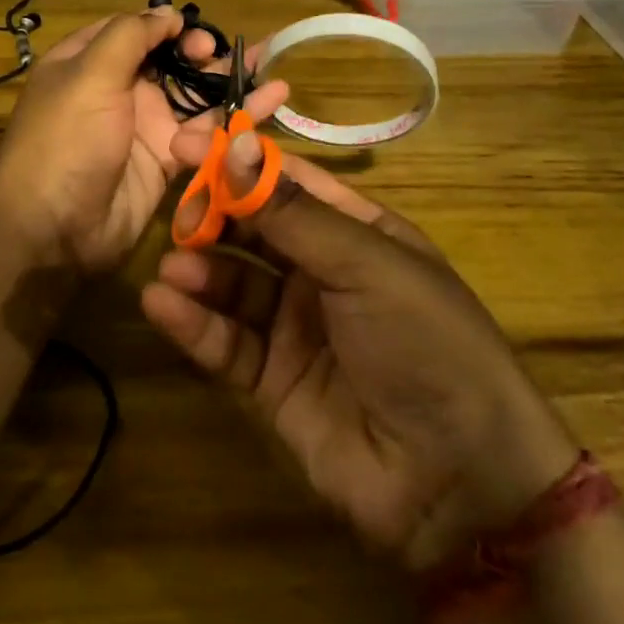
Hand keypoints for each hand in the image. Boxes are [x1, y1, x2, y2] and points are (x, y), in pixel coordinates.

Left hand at [0, 6, 290, 270]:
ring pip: (195, 97)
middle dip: (203, 55)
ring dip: (231, 84)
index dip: (167, 26)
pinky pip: (206, 134)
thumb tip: (167, 13)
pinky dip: (236, 120)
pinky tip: (271, 103)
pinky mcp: (168, 160)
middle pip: (171, 62)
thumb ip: (131, 36)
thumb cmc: (66, 140)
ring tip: (272, 70)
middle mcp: (118, 90)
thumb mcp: (89, 74)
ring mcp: (144, 126)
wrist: (54, 229)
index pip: (134, 30)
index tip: (195, 31)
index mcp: (89, 62)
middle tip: (225, 57)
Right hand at [142, 139, 581, 569]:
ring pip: (235, 285)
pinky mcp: (273, 381)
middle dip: (214, 218)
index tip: (186, 144)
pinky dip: (194, 323)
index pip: (288, 183)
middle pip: (254, 231)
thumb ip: (292, 212)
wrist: (459, 480)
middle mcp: (324, 273)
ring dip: (200, 271)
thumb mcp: (364, 264)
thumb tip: (237, 145)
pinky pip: (227, 342)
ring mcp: (297, 328)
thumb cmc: (424, 342)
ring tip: (173, 268)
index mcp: (358, 232)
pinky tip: (163, 305)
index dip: (239, 162)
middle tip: (179, 218)